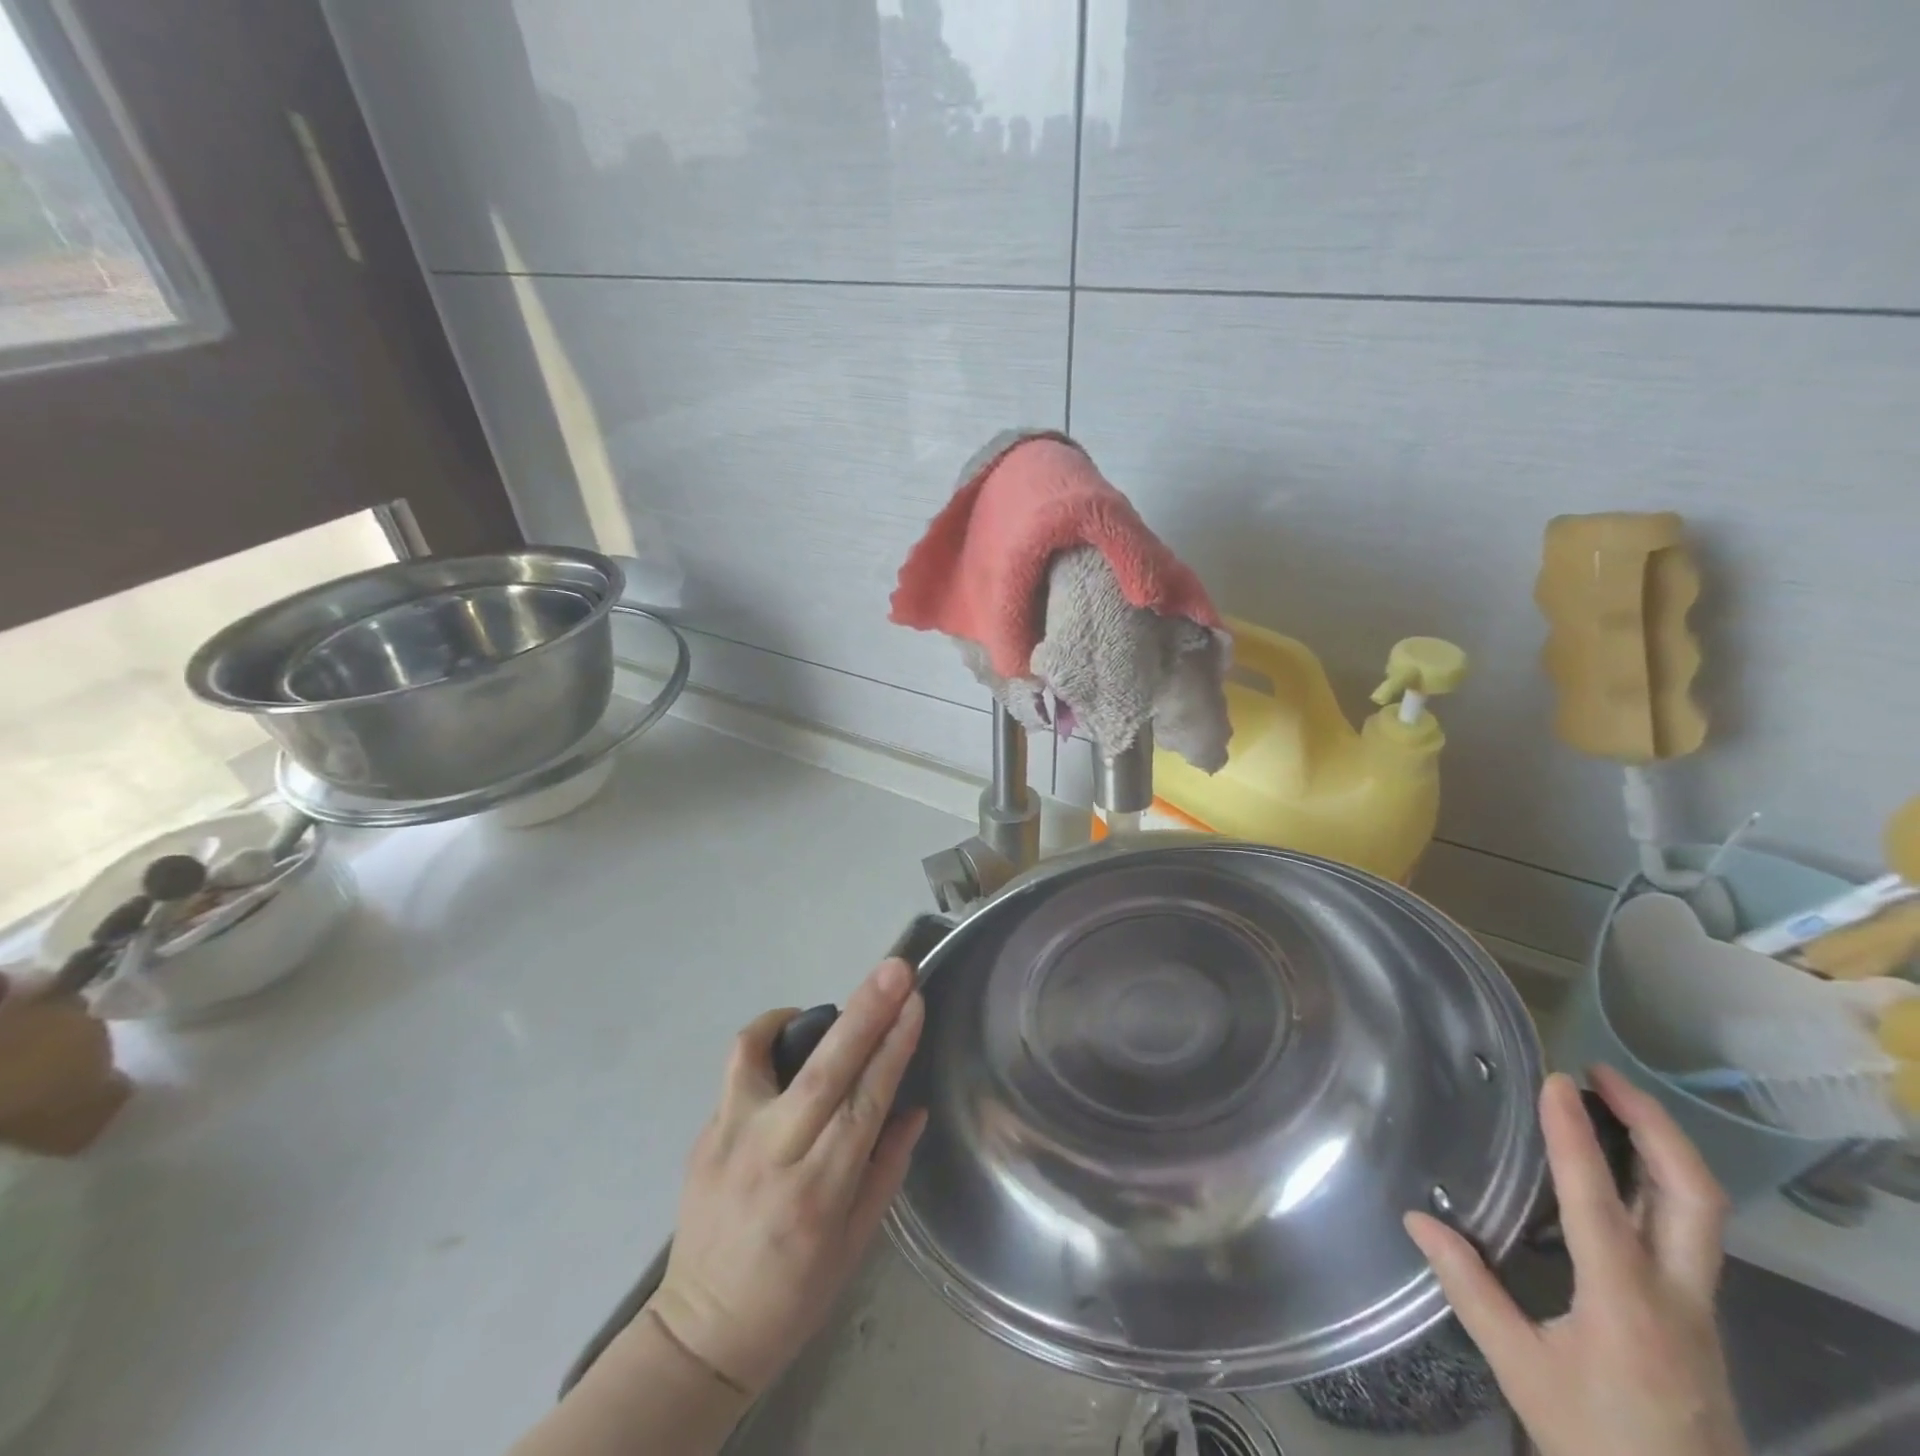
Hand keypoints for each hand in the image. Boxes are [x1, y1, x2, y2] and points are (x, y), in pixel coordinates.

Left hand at [648, 958, 926, 1396]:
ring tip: (837, 1007)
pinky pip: (738, 1066)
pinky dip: (765, 1035)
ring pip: (767, 1056)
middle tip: (894, 969)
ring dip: (808, 1017)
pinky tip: (787, 1033)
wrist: (699, 1332)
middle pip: (825, 1070)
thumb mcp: (854, 1246)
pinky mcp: (704, 1131)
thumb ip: (885, 1169)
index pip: (866, 1104)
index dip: (893, 1048)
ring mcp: (731, 1138)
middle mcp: (774, 1156)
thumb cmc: (793, 1298)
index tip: (915, 1002)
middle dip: (865, 1013)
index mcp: (819, 1193)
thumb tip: (911, 1106)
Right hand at [1406, 1067, 1746, 1455]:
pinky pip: (1690, 1228)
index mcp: (1626, 1305)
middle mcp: (1677, 1295)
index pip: (1599, 1202)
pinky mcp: (1699, 1313)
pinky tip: (1622, 1165)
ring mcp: (1699, 1305)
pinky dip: (1661, 1176)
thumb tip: (1417, 1217)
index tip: (1555, 1082)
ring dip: (1663, 1145)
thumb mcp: (1520, 1369)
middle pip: (1693, 1197)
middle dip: (1655, 1125)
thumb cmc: (1595, 1439)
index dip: (1574, 1136)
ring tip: (1614, 1099)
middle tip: (1603, 1074)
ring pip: (1702, 1210)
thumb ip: (1469, 1288)